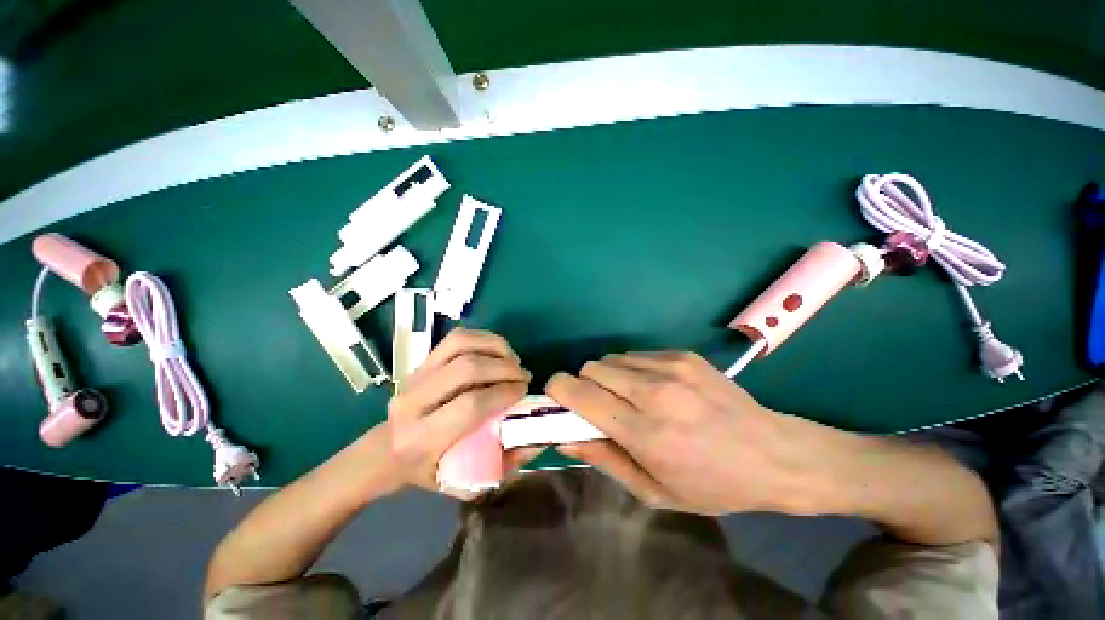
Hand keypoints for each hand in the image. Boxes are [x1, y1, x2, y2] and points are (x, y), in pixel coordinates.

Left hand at [386, 328, 539, 496]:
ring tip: (513, 360)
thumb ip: (502, 464)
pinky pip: (456, 339)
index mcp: (422, 438)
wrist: (387, 451)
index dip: (503, 393)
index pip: (470, 404)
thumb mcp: (465, 481)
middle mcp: (413, 402)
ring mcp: (416, 376)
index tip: (524, 392)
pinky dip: (483, 339)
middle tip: (524, 376)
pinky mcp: (422, 361)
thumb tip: (536, 441)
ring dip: (495, 347)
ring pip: (460, 345)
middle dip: (504, 368)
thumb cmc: (429, 470)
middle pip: (466, 368)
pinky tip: (498, 351)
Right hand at [546, 351, 844, 514]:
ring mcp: (671, 367)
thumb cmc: (712, 484)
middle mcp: (654, 392)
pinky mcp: (683, 354)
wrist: (774, 453)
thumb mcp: (655, 490)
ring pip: (612, 358)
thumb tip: (565, 436)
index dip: (558, 389)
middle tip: (600, 405)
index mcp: (645, 432)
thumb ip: (605, 459)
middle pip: (591, 368)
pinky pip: (636, 354)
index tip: (556, 396)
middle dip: (585, 384)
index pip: (580, 394)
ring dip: (609, 376)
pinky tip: (654, 387)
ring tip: (630, 397)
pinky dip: (632, 369)